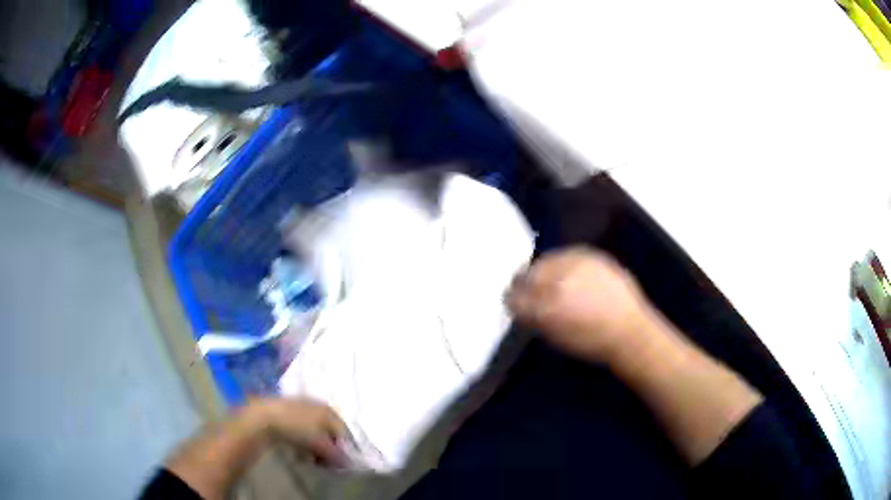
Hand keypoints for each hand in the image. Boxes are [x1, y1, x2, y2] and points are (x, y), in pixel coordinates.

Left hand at [250, 398, 347, 464]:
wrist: (264, 416)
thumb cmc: (297, 428)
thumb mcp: (320, 444)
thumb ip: (336, 454)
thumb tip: (348, 462)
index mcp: (330, 411)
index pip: (344, 433)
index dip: (344, 450)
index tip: (338, 465)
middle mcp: (319, 407)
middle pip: (330, 433)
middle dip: (328, 450)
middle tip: (323, 463)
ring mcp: (303, 408)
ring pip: (316, 433)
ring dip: (315, 448)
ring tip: (309, 459)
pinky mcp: (289, 413)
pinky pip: (302, 431)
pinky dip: (303, 442)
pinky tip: (298, 451)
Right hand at [506, 247, 654, 363]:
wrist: (629, 330)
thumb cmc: (592, 343)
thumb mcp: (556, 339)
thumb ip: (534, 320)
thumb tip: (522, 307)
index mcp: (546, 308)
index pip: (515, 298)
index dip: (511, 301)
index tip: (512, 303)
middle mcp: (557, 282)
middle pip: (526, 274)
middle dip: (522, 282)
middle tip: (524, 289)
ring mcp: (574, 265)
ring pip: (544, 261)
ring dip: (539, 270)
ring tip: (544, 280)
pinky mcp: (590, 255)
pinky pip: (564, 254)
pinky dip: (559, 262)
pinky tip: (563, 271)